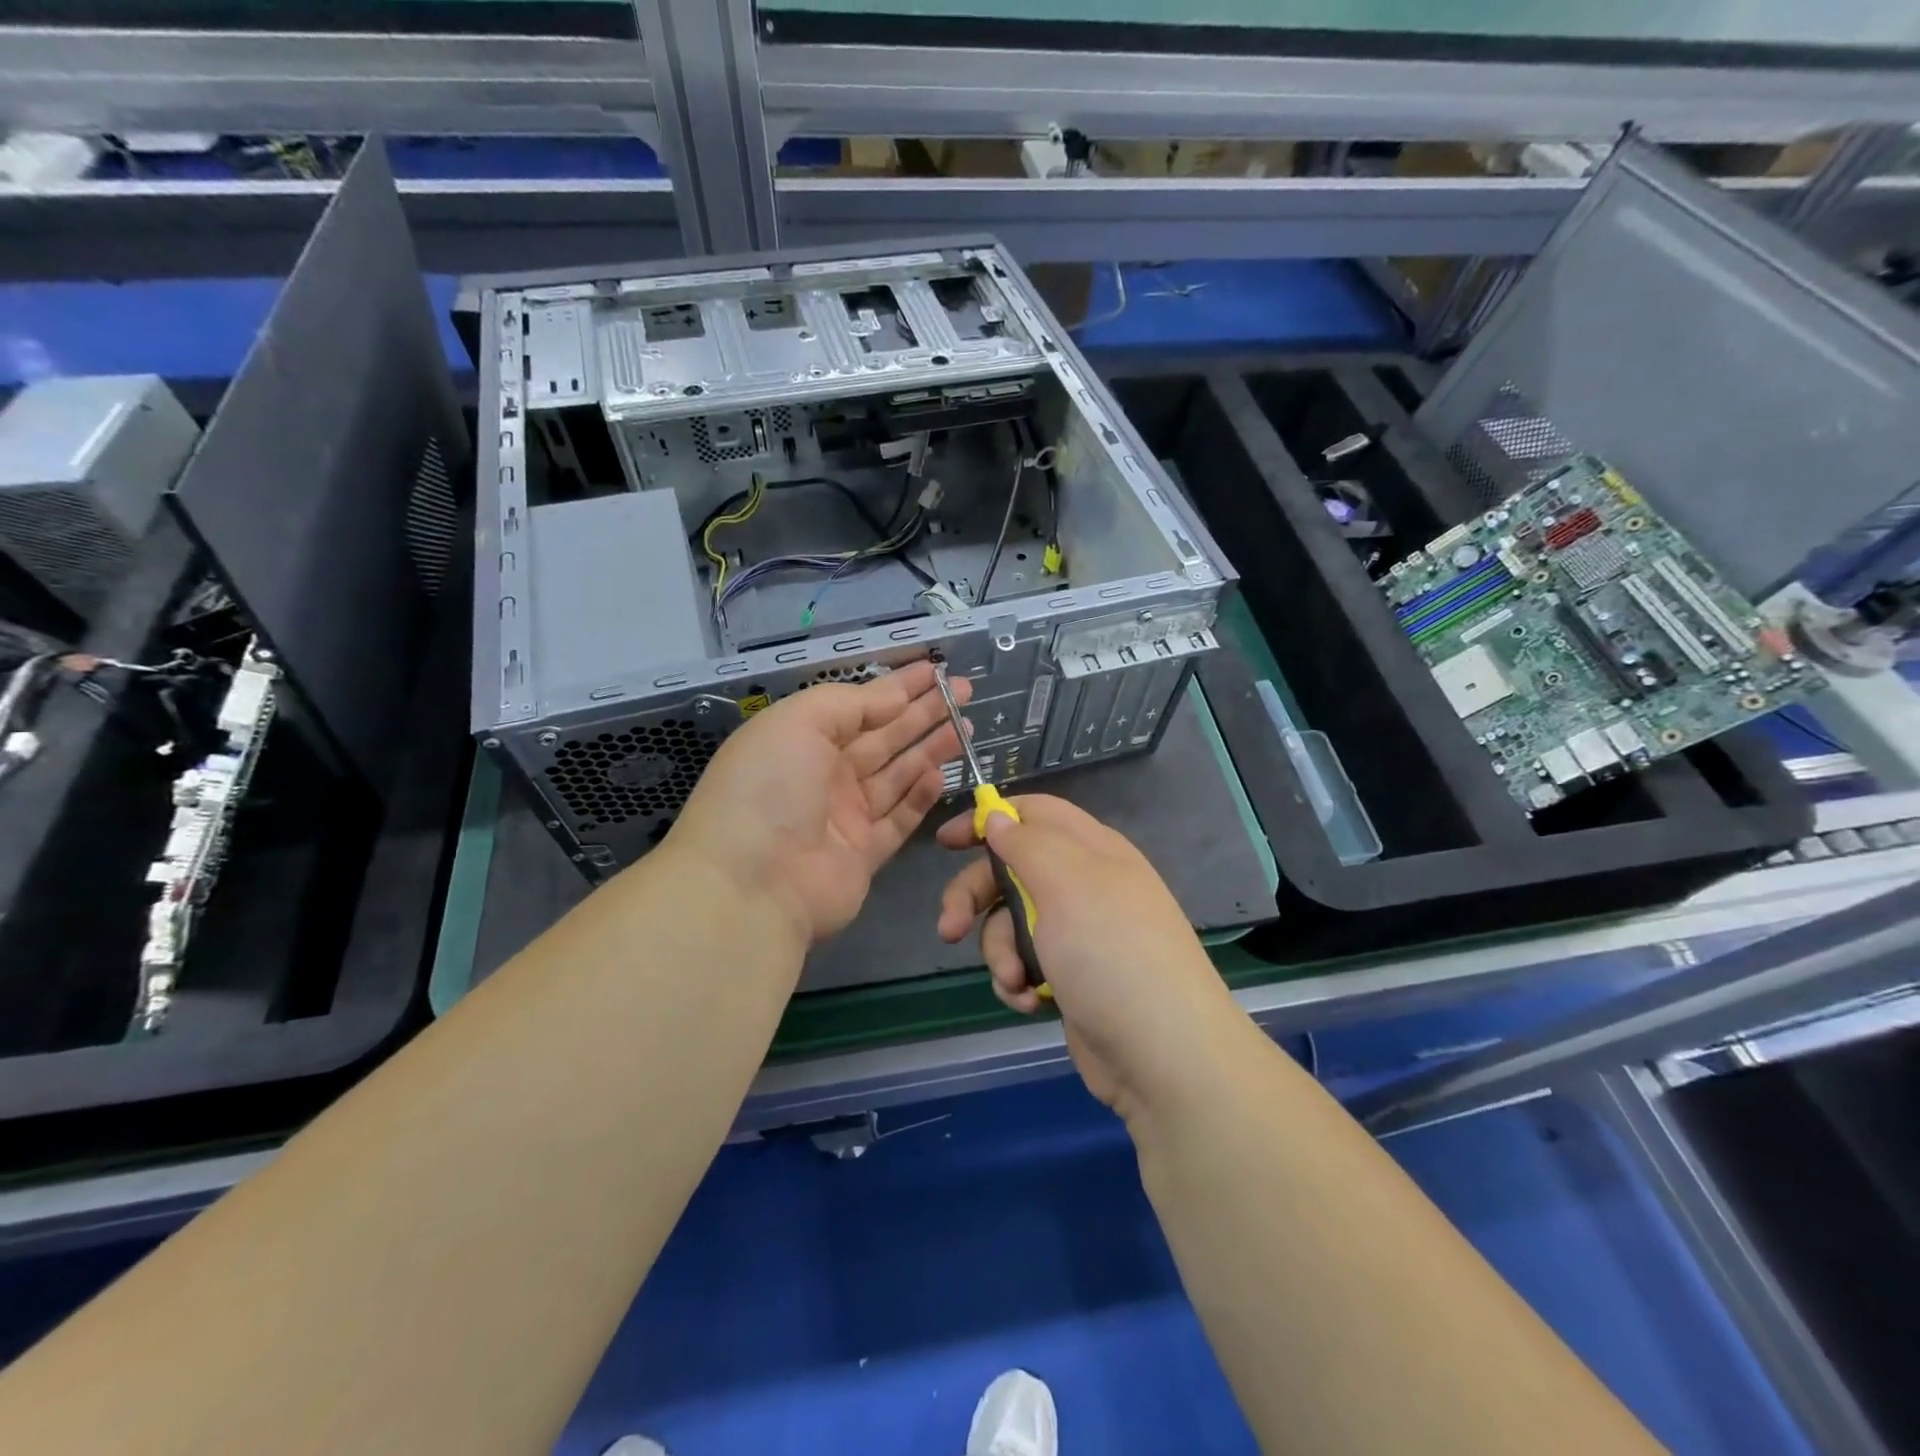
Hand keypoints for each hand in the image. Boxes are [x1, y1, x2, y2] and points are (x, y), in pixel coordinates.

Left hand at [668, 661, 969, 944]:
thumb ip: (850, 703)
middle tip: (964, 692)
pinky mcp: (864, 854)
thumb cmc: (769, 788)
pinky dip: (920, 796)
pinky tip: (940, 774)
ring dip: (929, 749)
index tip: (936, 669)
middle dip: (923, 713)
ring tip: (965, 726)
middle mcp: (823, 774)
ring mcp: (844, 816)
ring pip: (896, 775)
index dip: (898, 686)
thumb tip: (894, 697)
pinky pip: (899, 818)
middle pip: (883, 737)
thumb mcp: (800, 722)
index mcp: (801, 739)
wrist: (752, 884)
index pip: (859, 705)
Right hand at [935, 795, 1237, 1118]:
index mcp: (1091, 849)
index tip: (946, 842)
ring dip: (1000, 951)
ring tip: (1015, 980)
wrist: (1163, 1054)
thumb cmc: (1111, 952)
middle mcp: (1084, 885)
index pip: (1033, 814)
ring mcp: (1078, 934)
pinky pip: (1024, 963)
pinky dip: (1018, 981)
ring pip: (1010, 923)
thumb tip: (998, 816)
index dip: (989, 820)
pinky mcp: (1071, 977)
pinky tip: (1029, 1002)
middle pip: (1011, 871)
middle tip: (950, 929)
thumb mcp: (1066, 883)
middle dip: (975, 898)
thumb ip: (1026, 843)